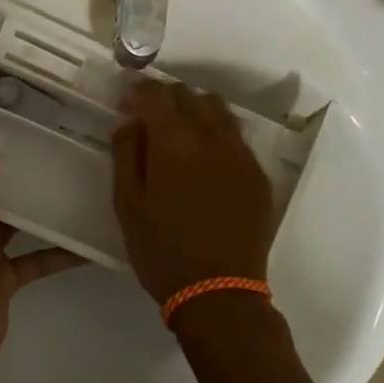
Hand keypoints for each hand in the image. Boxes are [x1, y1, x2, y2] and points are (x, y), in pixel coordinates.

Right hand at [111, 81, 273, 305]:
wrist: (220, 292)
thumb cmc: (162, 250)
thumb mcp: (128, 205)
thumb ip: (125, 155)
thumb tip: (129, 122)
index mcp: (174, 142)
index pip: (157, 94)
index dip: (138, 91)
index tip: (126, 102)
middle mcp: (212, 137)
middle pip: (189, 95)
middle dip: (165, 97)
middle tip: (147, 117)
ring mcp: (241, 154)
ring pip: (218, 108)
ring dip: (194, 108)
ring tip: (178, 131)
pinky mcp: (258, 173)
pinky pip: (236, 135)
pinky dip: (216, 131)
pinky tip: (205, 156)